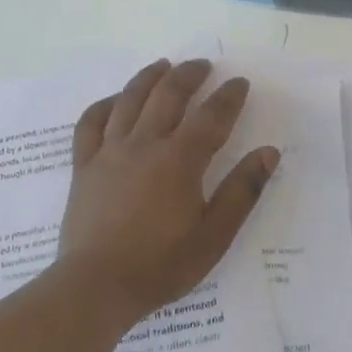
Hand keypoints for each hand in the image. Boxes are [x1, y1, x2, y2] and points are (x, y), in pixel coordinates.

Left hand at [59, 59, 280, 322]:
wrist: (96, 286)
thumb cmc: (161, 265)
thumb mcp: (214, 236)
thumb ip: (242, 192)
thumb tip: (269, 152)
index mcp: (179, 161)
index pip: (210, 117)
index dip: (228, 97)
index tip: (239, 83)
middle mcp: (143, 145)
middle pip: (168, 96)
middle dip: (188, 75)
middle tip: (203, 65)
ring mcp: (109, 152)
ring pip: (129, 100)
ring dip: (149, 78)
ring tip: (163, 65)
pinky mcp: (83, 166)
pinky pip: (90, 123)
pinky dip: (104, 105)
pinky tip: (115, 101)